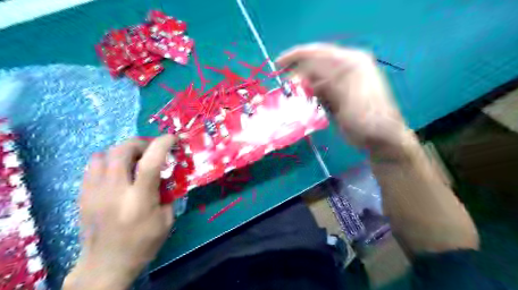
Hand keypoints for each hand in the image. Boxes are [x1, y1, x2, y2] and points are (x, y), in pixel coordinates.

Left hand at [64, 135, 176, 289]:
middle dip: (140, 143)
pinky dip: (107, 160)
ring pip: (103, 154)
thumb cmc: (142, 244)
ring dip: (122, 151)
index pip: (150, 163)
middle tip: (151, 149)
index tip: (171, 137)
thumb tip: (168, 175)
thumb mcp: (167, 220)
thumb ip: (168, 194)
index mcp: (139, 200)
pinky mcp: (83, 195)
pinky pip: (92, 165)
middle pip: (122, 151)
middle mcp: (114, 192)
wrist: (105, 265)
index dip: (162, 144)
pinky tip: (116, 171)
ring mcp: (94, 192)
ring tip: (133, 159)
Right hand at [278, 43, 411, 155]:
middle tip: (280, 81)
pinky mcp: (337, 94)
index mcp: (351, 62)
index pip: (318, 52)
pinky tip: (300, 100)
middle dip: (296, 71)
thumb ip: (324, 85)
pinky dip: (308, 93)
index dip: (296, 56)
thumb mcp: (346, 99)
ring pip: (314, 77)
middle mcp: (346, 67)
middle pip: (315, 63)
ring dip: (301, 83)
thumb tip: (299, 77)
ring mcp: (341, 82)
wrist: (379, 137)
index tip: (277, 64)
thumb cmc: (366, 119)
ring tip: (288, 92)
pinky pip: (318, 89)